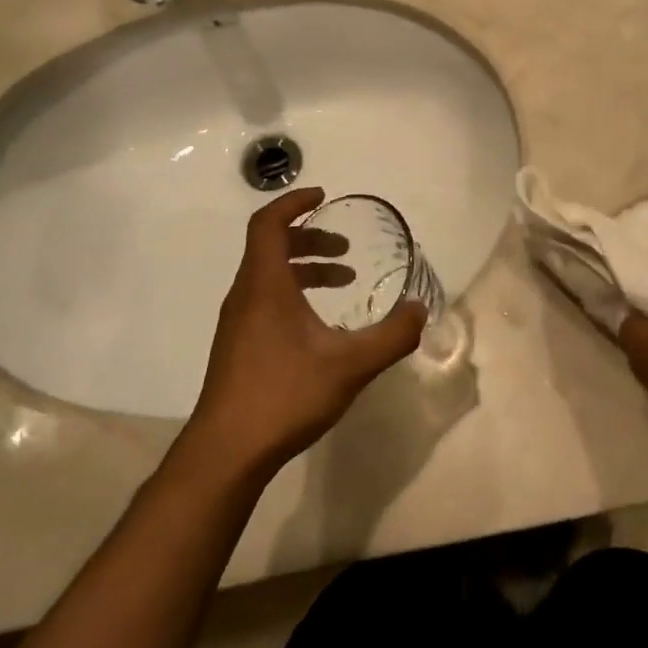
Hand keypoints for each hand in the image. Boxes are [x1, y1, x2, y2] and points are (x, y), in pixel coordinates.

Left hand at [189, 187, 426, 479]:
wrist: (227, 451)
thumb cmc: (284, 395)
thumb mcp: (350, 365)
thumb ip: (391, 336)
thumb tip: (420, 309)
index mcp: (265, 286)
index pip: (269, 224)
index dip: (294, 203)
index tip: (324, 196)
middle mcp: (245, 296)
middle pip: (270, 247)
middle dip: (310, 238)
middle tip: (346, 250)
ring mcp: (237, 323)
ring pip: (268, 276)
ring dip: (304, 269)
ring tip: (343, 283)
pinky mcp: (237, 347)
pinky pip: (265, 301)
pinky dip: (294, 295)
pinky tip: (320, 328)